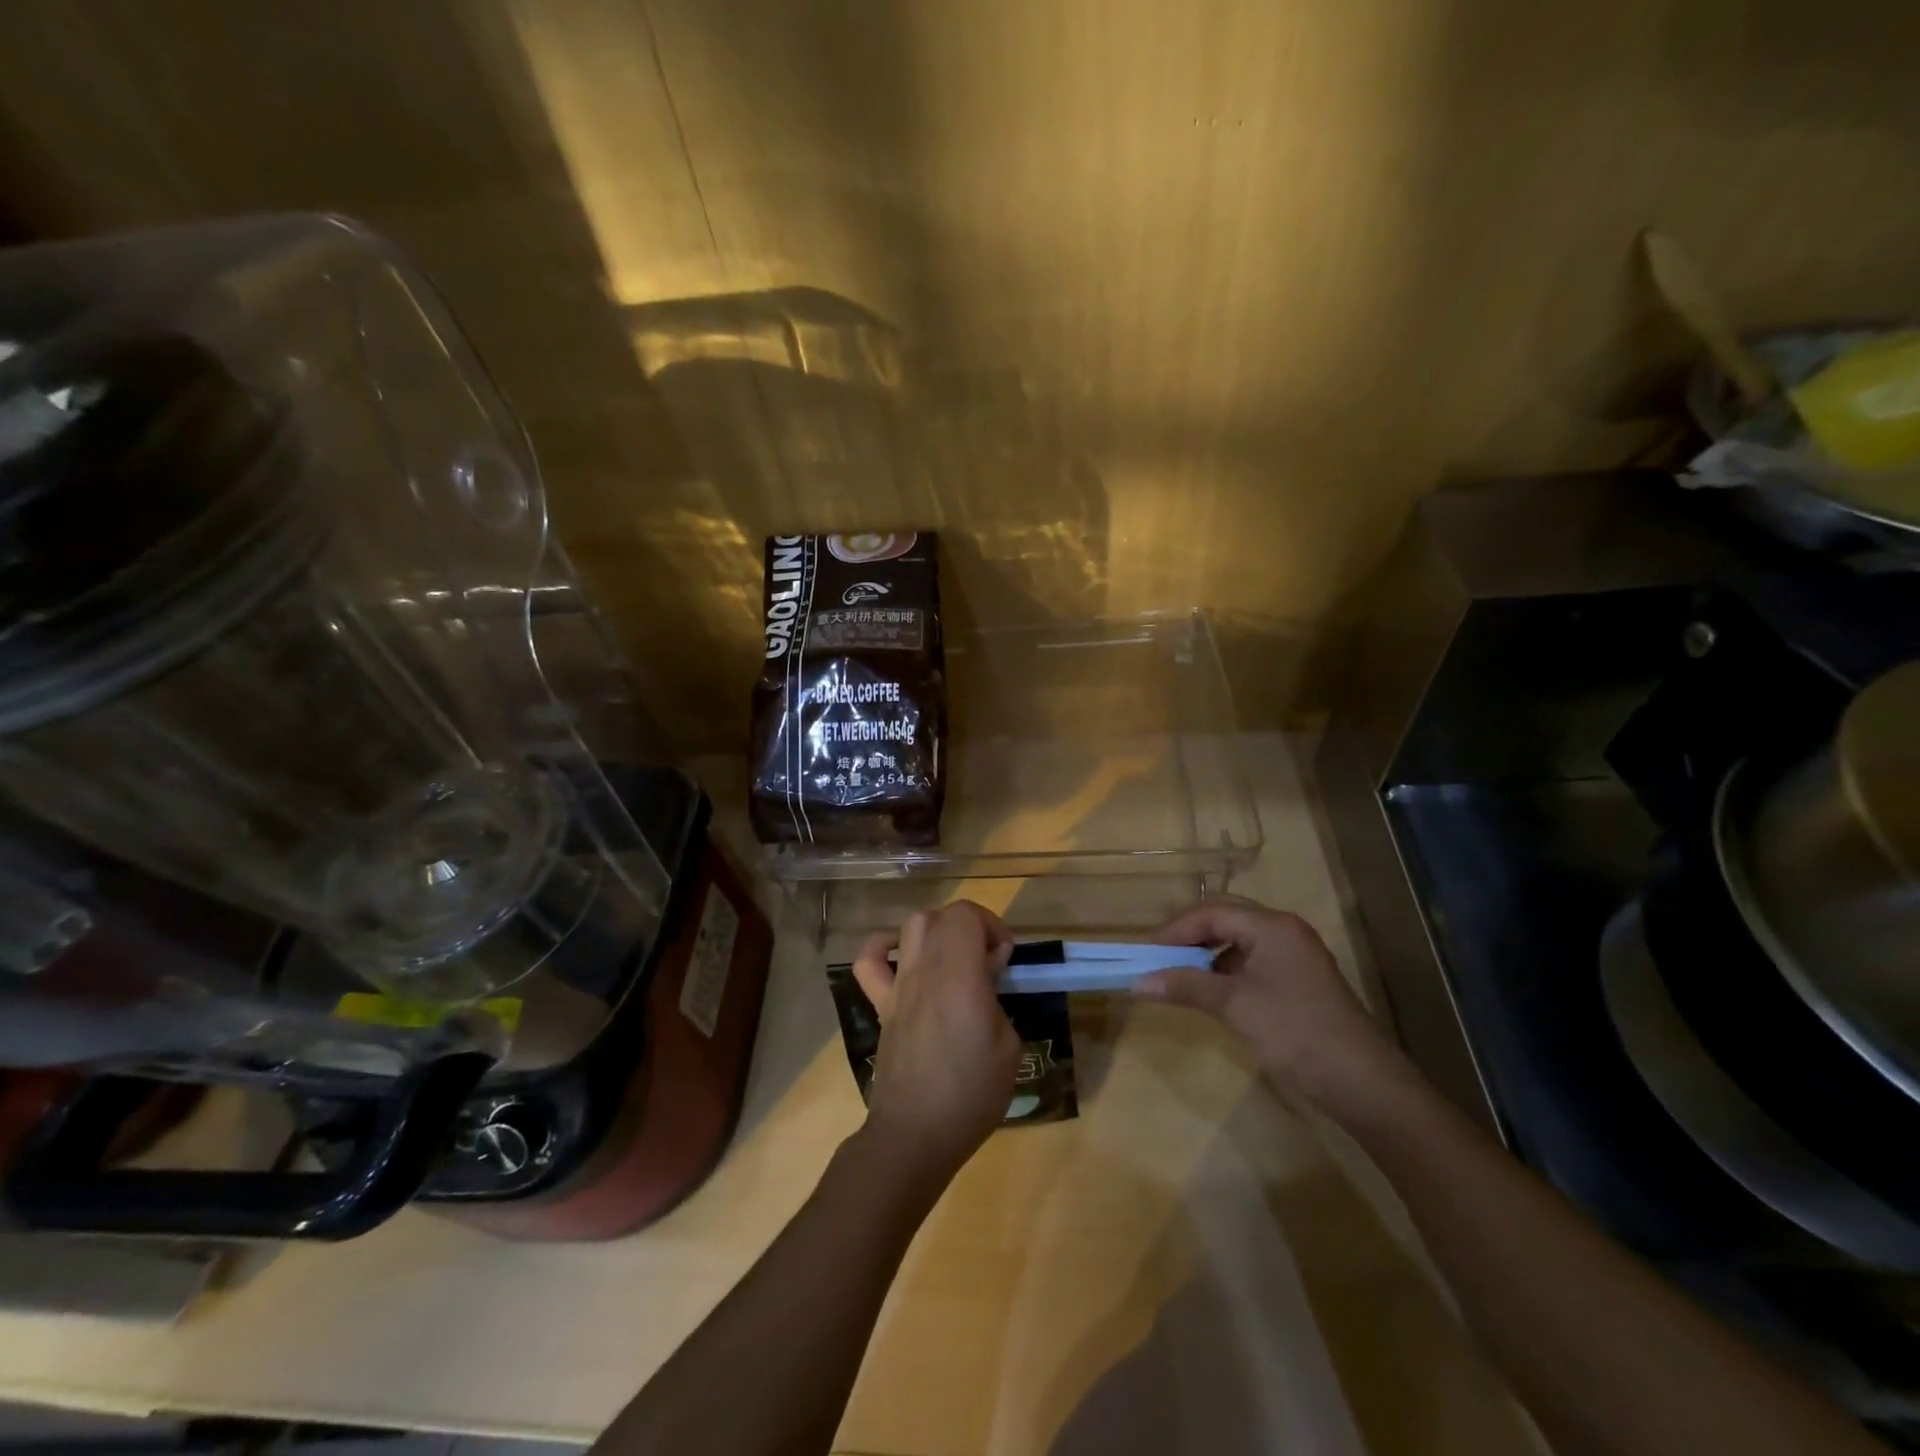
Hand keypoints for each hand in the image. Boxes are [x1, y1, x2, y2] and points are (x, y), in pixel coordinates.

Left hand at [851, 901, 1020, 1187]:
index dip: (991, 925)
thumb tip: (988, 973)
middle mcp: (924, 970)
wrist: (915, 1134)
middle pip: (942, 916)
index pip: (966, 915)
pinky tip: (902, 959)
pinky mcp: (882, 1006)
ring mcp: (898, 986)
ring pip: (911, 926)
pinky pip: (868, 962)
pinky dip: (883, 947)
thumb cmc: (971, 1094)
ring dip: (937, 931)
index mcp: (959, 976)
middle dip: (971, 927)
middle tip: (987, 960)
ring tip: (953, 958)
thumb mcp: (1008, 1047)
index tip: (1006, 958)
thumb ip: (998, 999)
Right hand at [1134, 897, 1408, 1106]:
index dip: (1173, 930)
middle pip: (1224, 917)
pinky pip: (1250, 960)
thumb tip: (1138, 982)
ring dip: (1205, 951)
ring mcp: (1293, 955)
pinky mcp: (1298, 980)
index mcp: (1271, 926)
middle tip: (1156, 956)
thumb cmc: (1295, 1033)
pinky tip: (1208, 989)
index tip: (1143, 952)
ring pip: (1237, 939)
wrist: (1363, 1084)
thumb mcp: (1235, 1007)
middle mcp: (1283, 930)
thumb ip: (1186, 986)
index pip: (1211, 913)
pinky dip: (1224, 969)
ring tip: (1175, 972)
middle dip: (1187, 934)